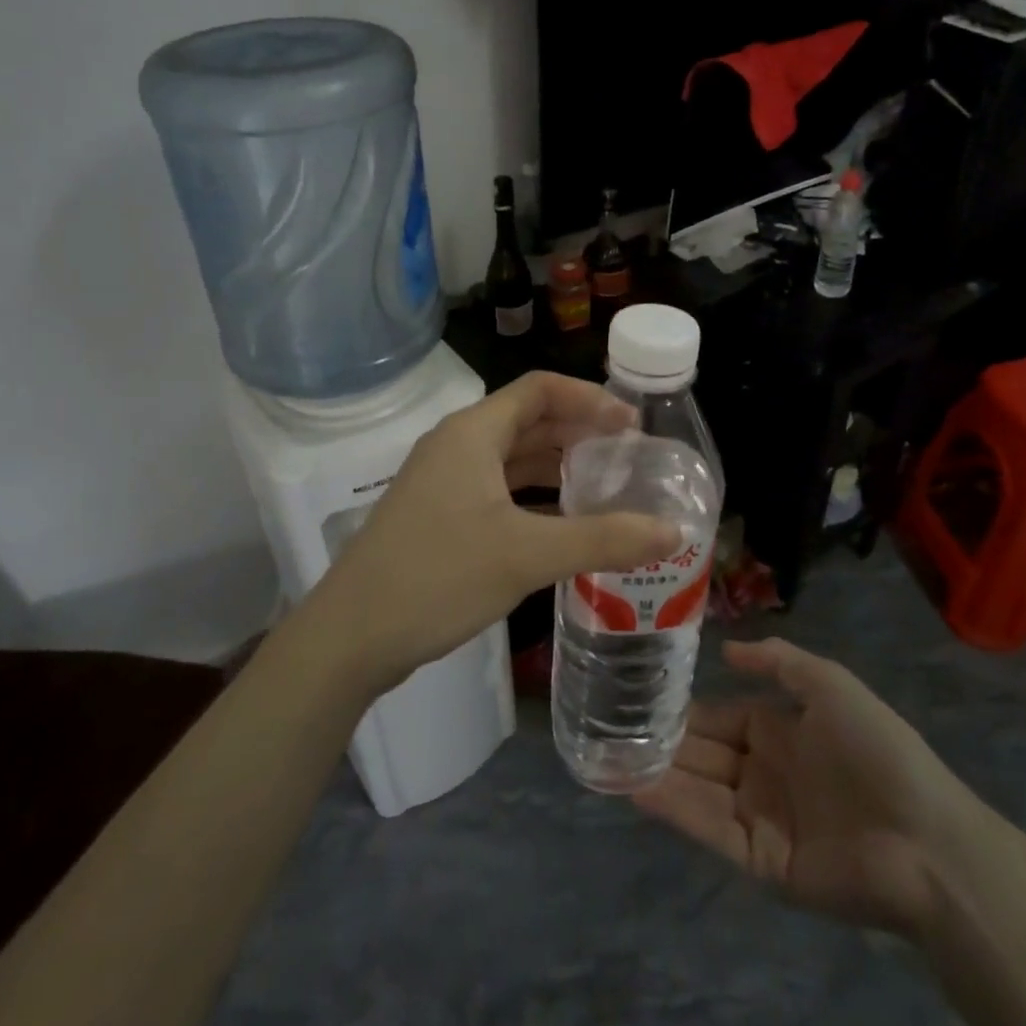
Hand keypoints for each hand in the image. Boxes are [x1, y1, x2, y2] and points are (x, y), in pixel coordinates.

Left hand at [309, 372, 680, 693]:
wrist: (350, 636)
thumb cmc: (438, 576)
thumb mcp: (527, 555)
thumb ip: (603, 540)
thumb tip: (674, 532)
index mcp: (473, 432)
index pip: (540, 389)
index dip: (590, 398)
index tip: (632, 424)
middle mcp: (457, 445)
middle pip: (527, 419)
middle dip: (578, 430)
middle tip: (628, 454)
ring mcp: (444, 481)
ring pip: (511, 457)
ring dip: (556, 464)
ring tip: (605, 483)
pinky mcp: (439, 514)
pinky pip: (497, 489)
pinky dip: (533, 496)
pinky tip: (563, 523)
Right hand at [633, 638, 993, 938]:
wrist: (924, 839)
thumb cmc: (876, 749)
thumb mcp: (830, 684)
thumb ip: (778, 661)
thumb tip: (725, 650)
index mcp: (783, 732)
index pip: (723, 716)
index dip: (689, 708)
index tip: (646, 695)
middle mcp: (766, 773)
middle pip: (706, 753)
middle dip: (666, 741)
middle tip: (614, 725)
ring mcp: (762, 818)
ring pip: (700, 789)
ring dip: (660, 773)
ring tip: (611, 755)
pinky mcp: (760, 860)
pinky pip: (710, 829)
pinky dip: (674, 809)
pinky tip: (637, 789)